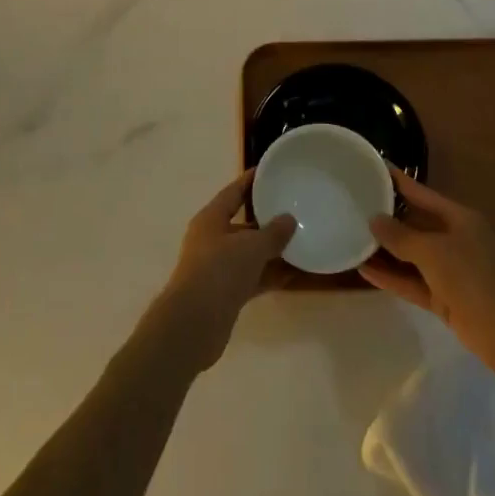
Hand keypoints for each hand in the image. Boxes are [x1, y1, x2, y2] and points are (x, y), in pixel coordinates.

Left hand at [152, 172, 296, 372]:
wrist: (193, 324)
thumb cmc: (219, 272)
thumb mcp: (251, 247)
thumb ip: (273, 233)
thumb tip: (289, 219)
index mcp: (211, 219)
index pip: (233, 192)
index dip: (251, 181)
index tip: (270, 171)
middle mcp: (211, 239)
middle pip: (242, 222)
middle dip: (266, 218)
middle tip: (294, 208)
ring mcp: (217, 267)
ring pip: (248, 252)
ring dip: (271, 249)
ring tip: (301, 241)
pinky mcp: (224, 293)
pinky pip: (251, 276)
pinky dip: (269, 274)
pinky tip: (292, 274)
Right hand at [361, 169, 494, 375]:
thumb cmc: (474, 277)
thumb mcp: (434, 251)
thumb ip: (401, 236)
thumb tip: (374, 220)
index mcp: (458, 218)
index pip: (421, 193)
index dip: (398, 181)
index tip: (372, 168)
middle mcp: (453, 239)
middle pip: (414, 224)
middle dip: (386, 218)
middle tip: (352, 206)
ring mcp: (449, 270)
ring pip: (410, 255)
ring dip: (385, 251)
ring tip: (351, 238)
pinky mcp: (443, 298)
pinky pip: (411, 282)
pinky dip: (391, 277)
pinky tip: (364, 271)